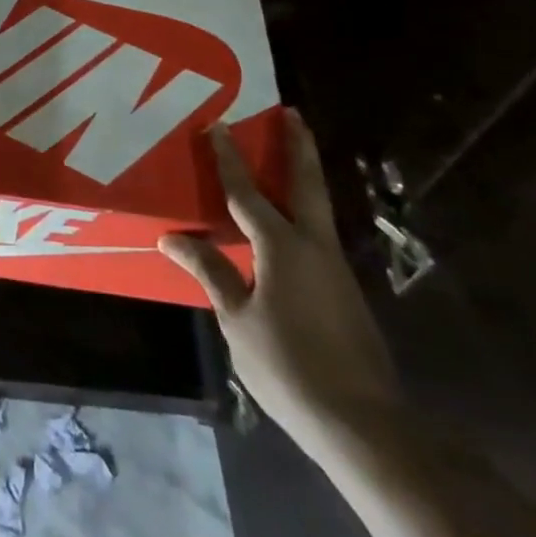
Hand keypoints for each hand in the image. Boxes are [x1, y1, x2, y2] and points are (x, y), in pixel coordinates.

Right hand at [160, 110, 402, 454]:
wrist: (363, 423)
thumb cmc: (288, 365)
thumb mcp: (237, 318)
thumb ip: (210, 271)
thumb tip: (172, 237)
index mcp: (282, 246)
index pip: (247, 192)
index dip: (229, 158)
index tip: (218, 124)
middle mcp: (314, 245)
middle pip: (306, 183)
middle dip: (297, 145)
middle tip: (291, 113)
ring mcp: (335, 267)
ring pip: (317, 207)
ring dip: (303, 175)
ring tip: (289, 155)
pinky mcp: (344, 290)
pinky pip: (317, 235)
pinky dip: (303, 212)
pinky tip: (288, 225)